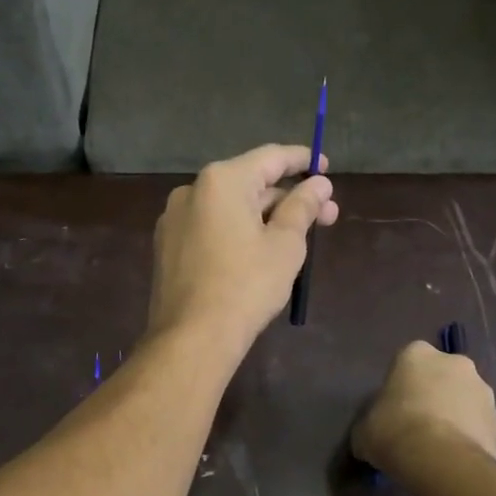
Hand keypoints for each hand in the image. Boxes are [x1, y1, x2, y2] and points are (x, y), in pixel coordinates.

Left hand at [147, 144, 337, 352]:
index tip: (326, 168)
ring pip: (230, 208)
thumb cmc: (246, 285)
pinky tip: (259, 252)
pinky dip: (238, 232)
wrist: (192, 337)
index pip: (270, 158)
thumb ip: (303, 206)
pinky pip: (211, 227)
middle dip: (289, 199)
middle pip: (250, 184)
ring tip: (297, 238)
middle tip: (327, 216)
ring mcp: (174, 220)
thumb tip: (319, 184)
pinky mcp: (168, 247)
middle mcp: (191, 191)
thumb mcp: (285, 244)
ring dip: (265, 217)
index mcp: (221, 181)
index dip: (303, 161)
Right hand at [353, 341, 495, 474]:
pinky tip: (456, 458)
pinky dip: (471, 438)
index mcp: (417, 354)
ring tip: (439, 446)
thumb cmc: (393, 431)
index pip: (407, 361)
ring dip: (455, 415)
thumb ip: (369, 424)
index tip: (394, 408)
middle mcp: (455, 363)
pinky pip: (480, 426)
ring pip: (465, 399)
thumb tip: (369, 438)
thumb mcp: (363, 429)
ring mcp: (483, 391)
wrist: (440, 460)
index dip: (401, 385)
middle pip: (442, 376)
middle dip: (434, 394)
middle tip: (417, 424)